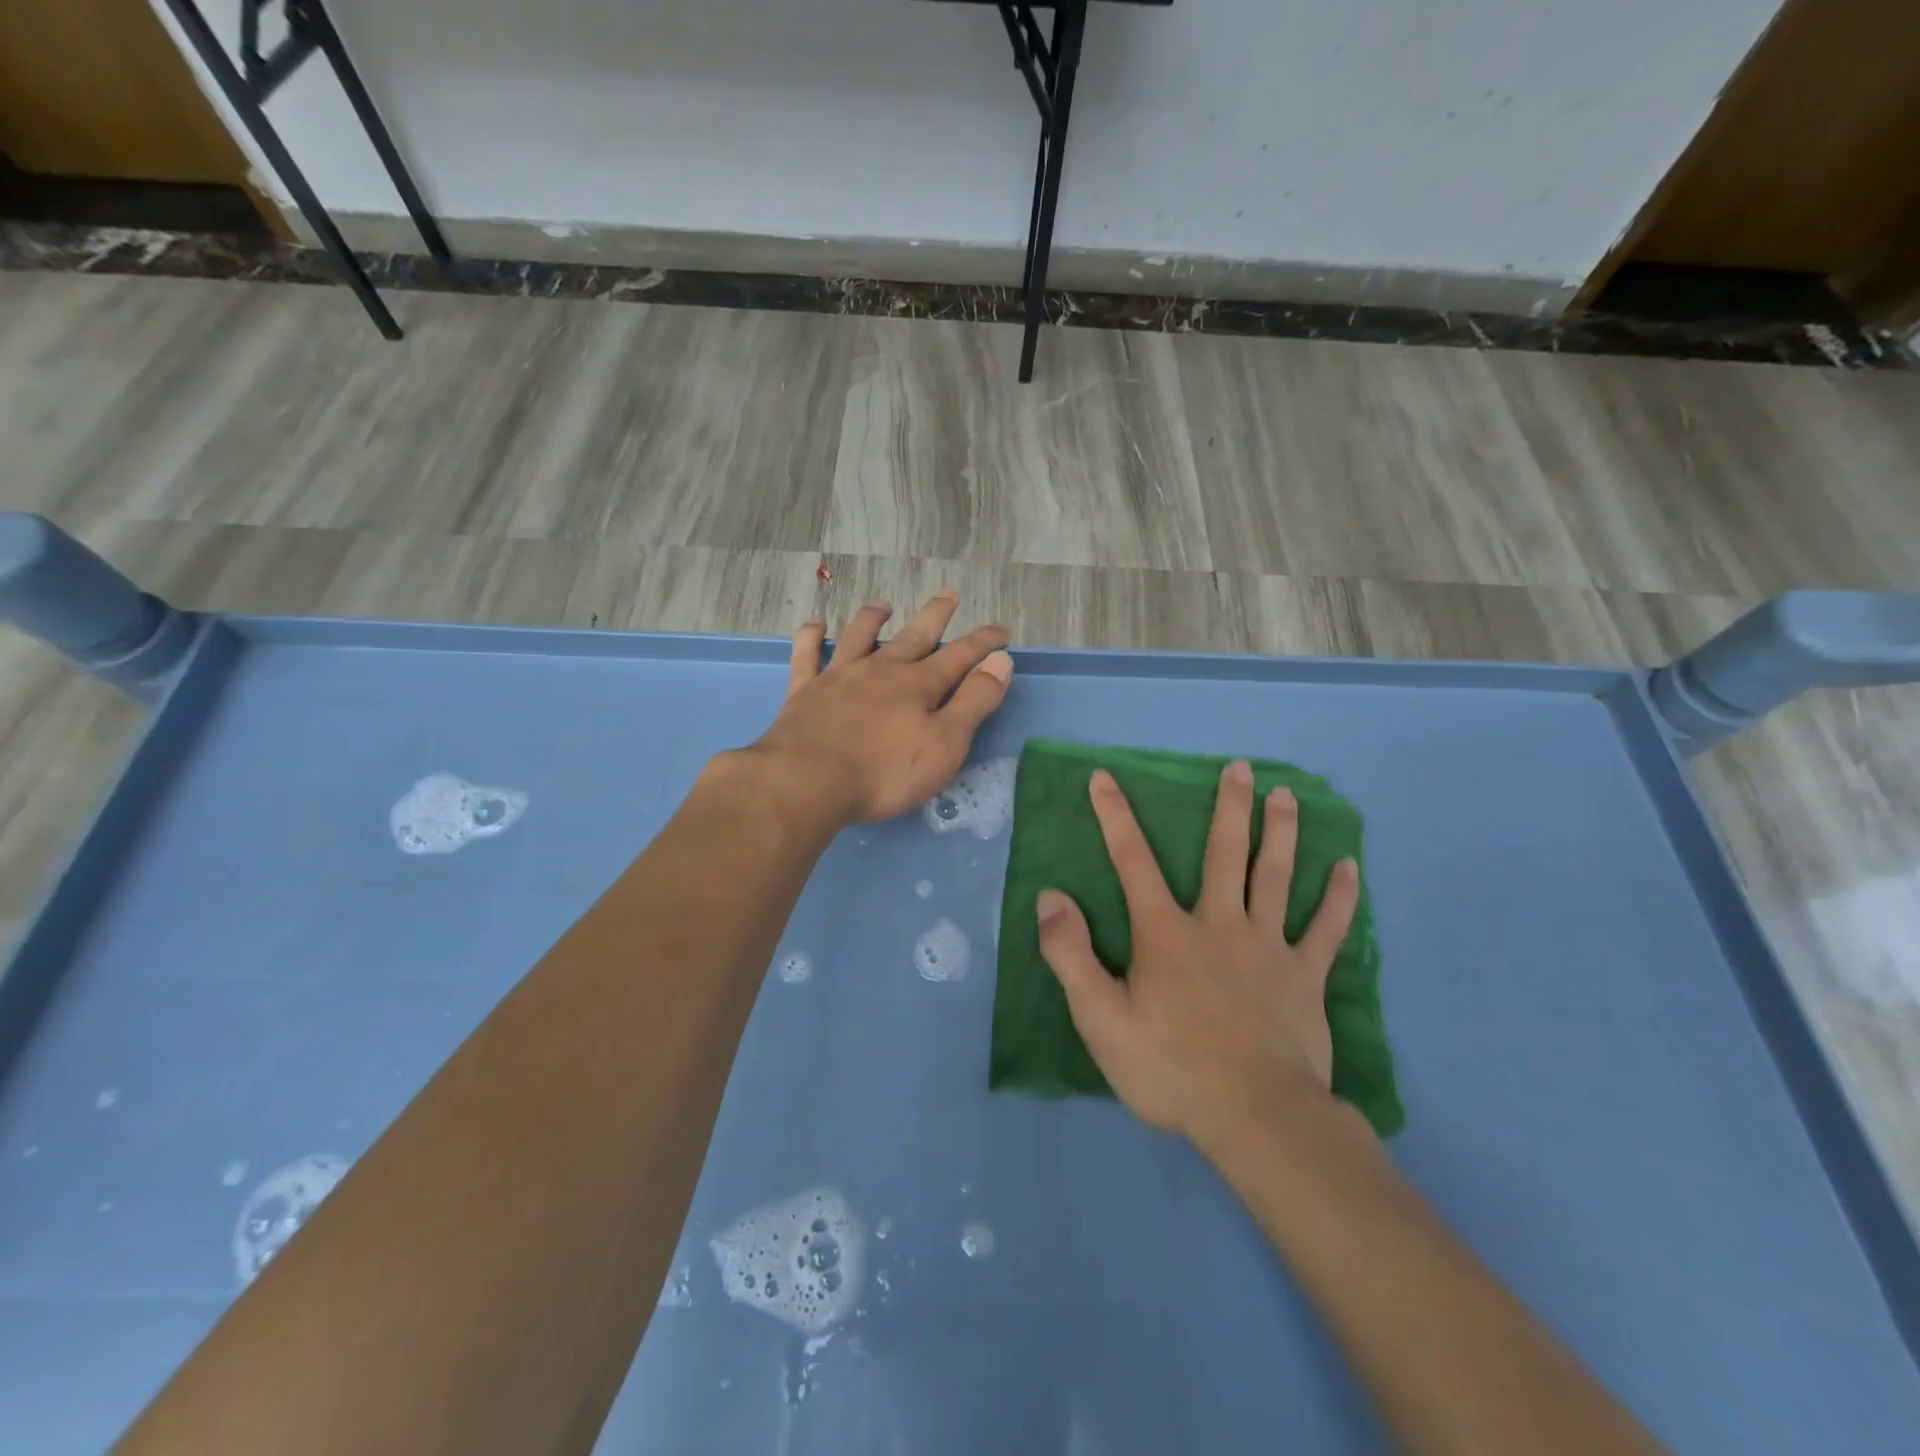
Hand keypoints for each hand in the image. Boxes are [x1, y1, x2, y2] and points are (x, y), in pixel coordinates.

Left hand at [748, 592, 1013, 824]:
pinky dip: (811, 637)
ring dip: (873, 619)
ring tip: (883, 605)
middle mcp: (881, 671)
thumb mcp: (946, 743)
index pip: (960, 656)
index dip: (983, 643)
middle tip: (948, 595)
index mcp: (919, 685)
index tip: (1001, 631)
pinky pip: (807, 655)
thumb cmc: (886, 772)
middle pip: (914, 637)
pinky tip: (815, 624)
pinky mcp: (805, 692)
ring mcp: (839, 678)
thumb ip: (974, 701)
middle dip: (935, 617)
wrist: (808, 781)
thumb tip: (1001, 662)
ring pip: (859, 638)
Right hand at [1036, 761, 1361, 1150]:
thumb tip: (1051, 896)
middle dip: (1229, 807)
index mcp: (1166, 933)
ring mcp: (1268, 948)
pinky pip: (1327, 930)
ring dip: (1281, 833)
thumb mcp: (1100, 1017)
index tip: (1104, 777)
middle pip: (1224, 854)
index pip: (1133, 861)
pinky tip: (1349, 869)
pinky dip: (1339, 898)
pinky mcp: (1305, 977)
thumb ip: (1070, 954)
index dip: (1115, 817)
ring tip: (1286, 795)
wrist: (1255, 1118)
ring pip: (1275, 877)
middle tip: (1241, 767)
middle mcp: (1219, 924)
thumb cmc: (1170, 1067)